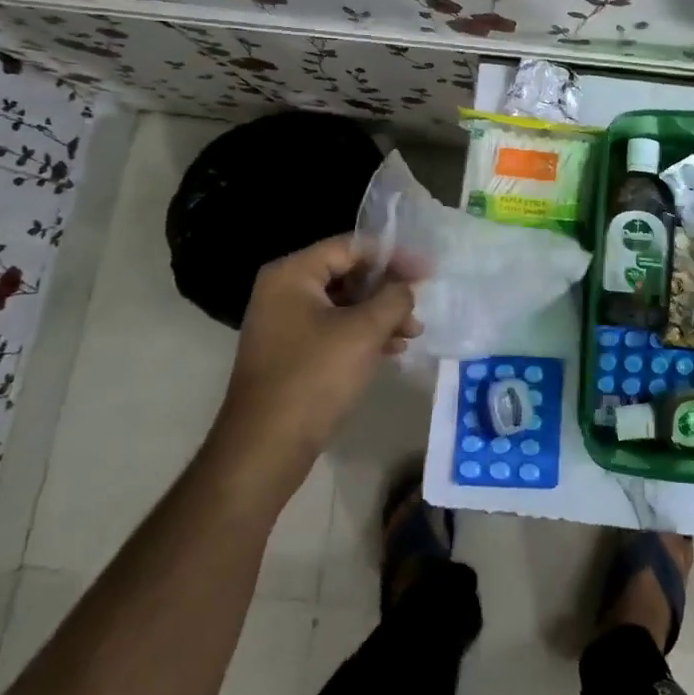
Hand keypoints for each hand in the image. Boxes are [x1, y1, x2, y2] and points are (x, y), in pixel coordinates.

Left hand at [212, 235, 420, 478]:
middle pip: (348, 274)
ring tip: (412, 333)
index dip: (393, 256)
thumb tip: (406, 288)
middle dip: (388, 290)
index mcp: (292, 274)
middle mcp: (283, 291)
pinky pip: (334, 329)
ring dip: (381, 315)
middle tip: (419, 305)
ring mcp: (285, 323)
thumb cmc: (314, 377)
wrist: (266, 447)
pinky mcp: (291, 352)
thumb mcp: (364, 331)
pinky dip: (364, 335)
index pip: (351, 247)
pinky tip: (392, 350)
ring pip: (344, 305)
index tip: (427, 270)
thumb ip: (394, 298)